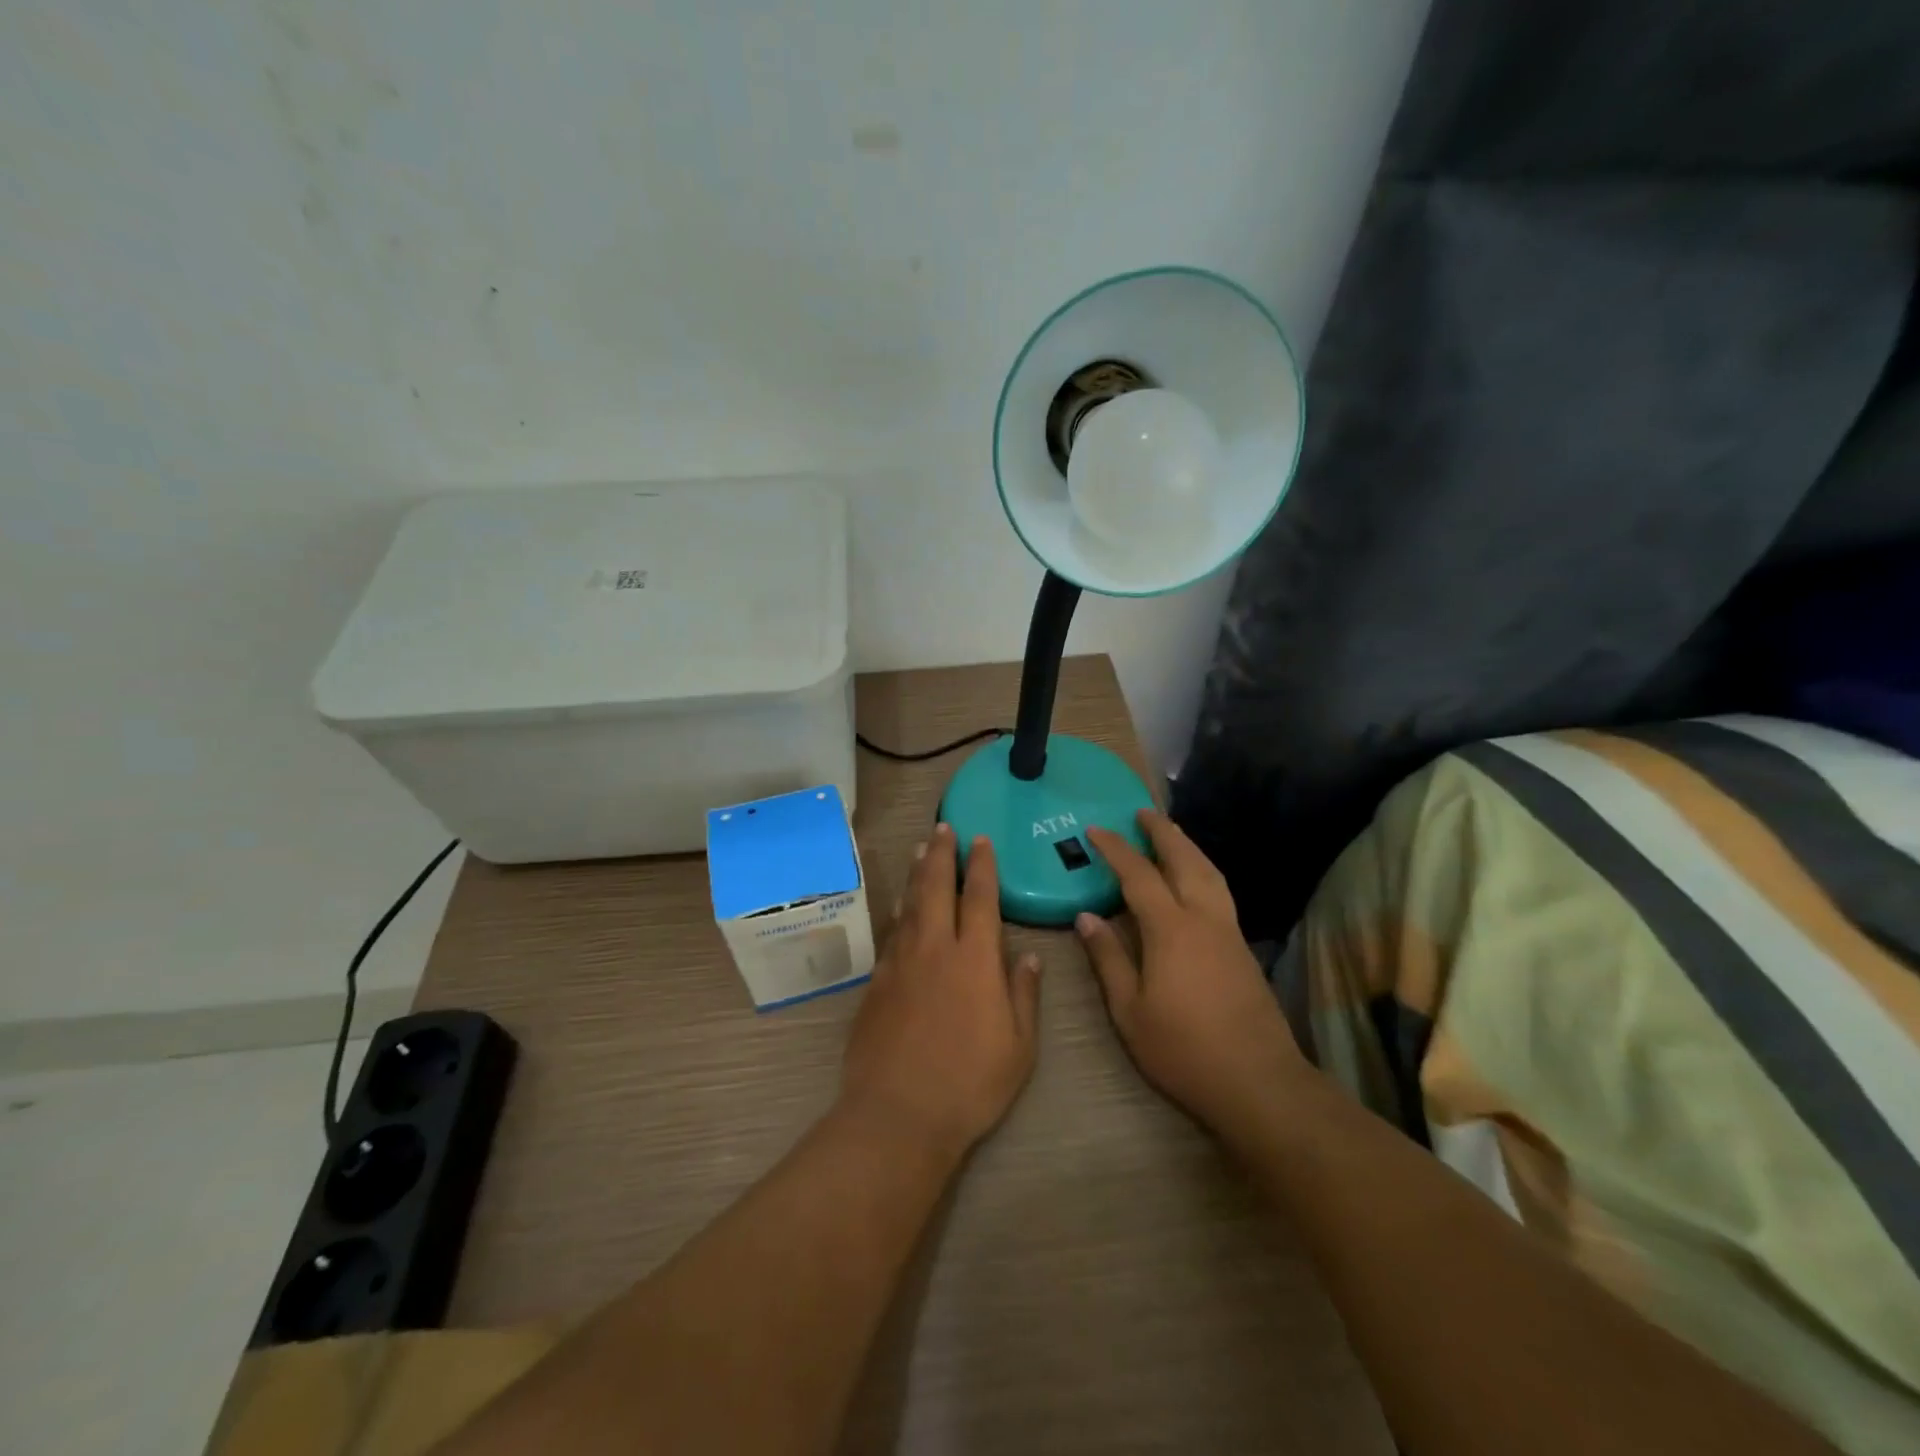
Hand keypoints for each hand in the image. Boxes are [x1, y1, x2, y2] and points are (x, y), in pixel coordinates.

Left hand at [840, 824, 1040, 1157]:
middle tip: (944, 827)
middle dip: (943, 853)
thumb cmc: (970, 1084)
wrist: (898, 1114)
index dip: (982, 865)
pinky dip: (898, 909)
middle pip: (938, 887)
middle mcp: (936, 948)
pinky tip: (900, 902)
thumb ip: (1023, 994)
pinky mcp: (878, 981)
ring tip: (921, 848)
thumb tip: (1027, 956)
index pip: (980, 898)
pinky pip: (891, 931)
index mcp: (975, 960)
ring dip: (918, 873)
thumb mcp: (1018, 1047)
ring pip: (910, 903)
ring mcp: (901, 962)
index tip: (982, 840)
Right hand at [1079, 811, 1306, 1133]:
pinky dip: (1204, 869)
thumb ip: (1108, 958)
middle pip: (1185, 860)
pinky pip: (1220, 890)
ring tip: (1172, 833)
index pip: (1138, 875)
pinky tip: (1196, 879)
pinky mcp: (1244, 948)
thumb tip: (1086, 917)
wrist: (1258, 1082)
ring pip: (1210, 872)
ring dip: (1188, 847)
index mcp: (1170, 930)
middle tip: (1142, 812)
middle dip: (1162, 833)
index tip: (1096, 830)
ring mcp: (1229, 931)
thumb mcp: (1129, 1010)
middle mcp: (1204, 918)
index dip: (1116, 849)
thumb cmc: (1183, 1049)